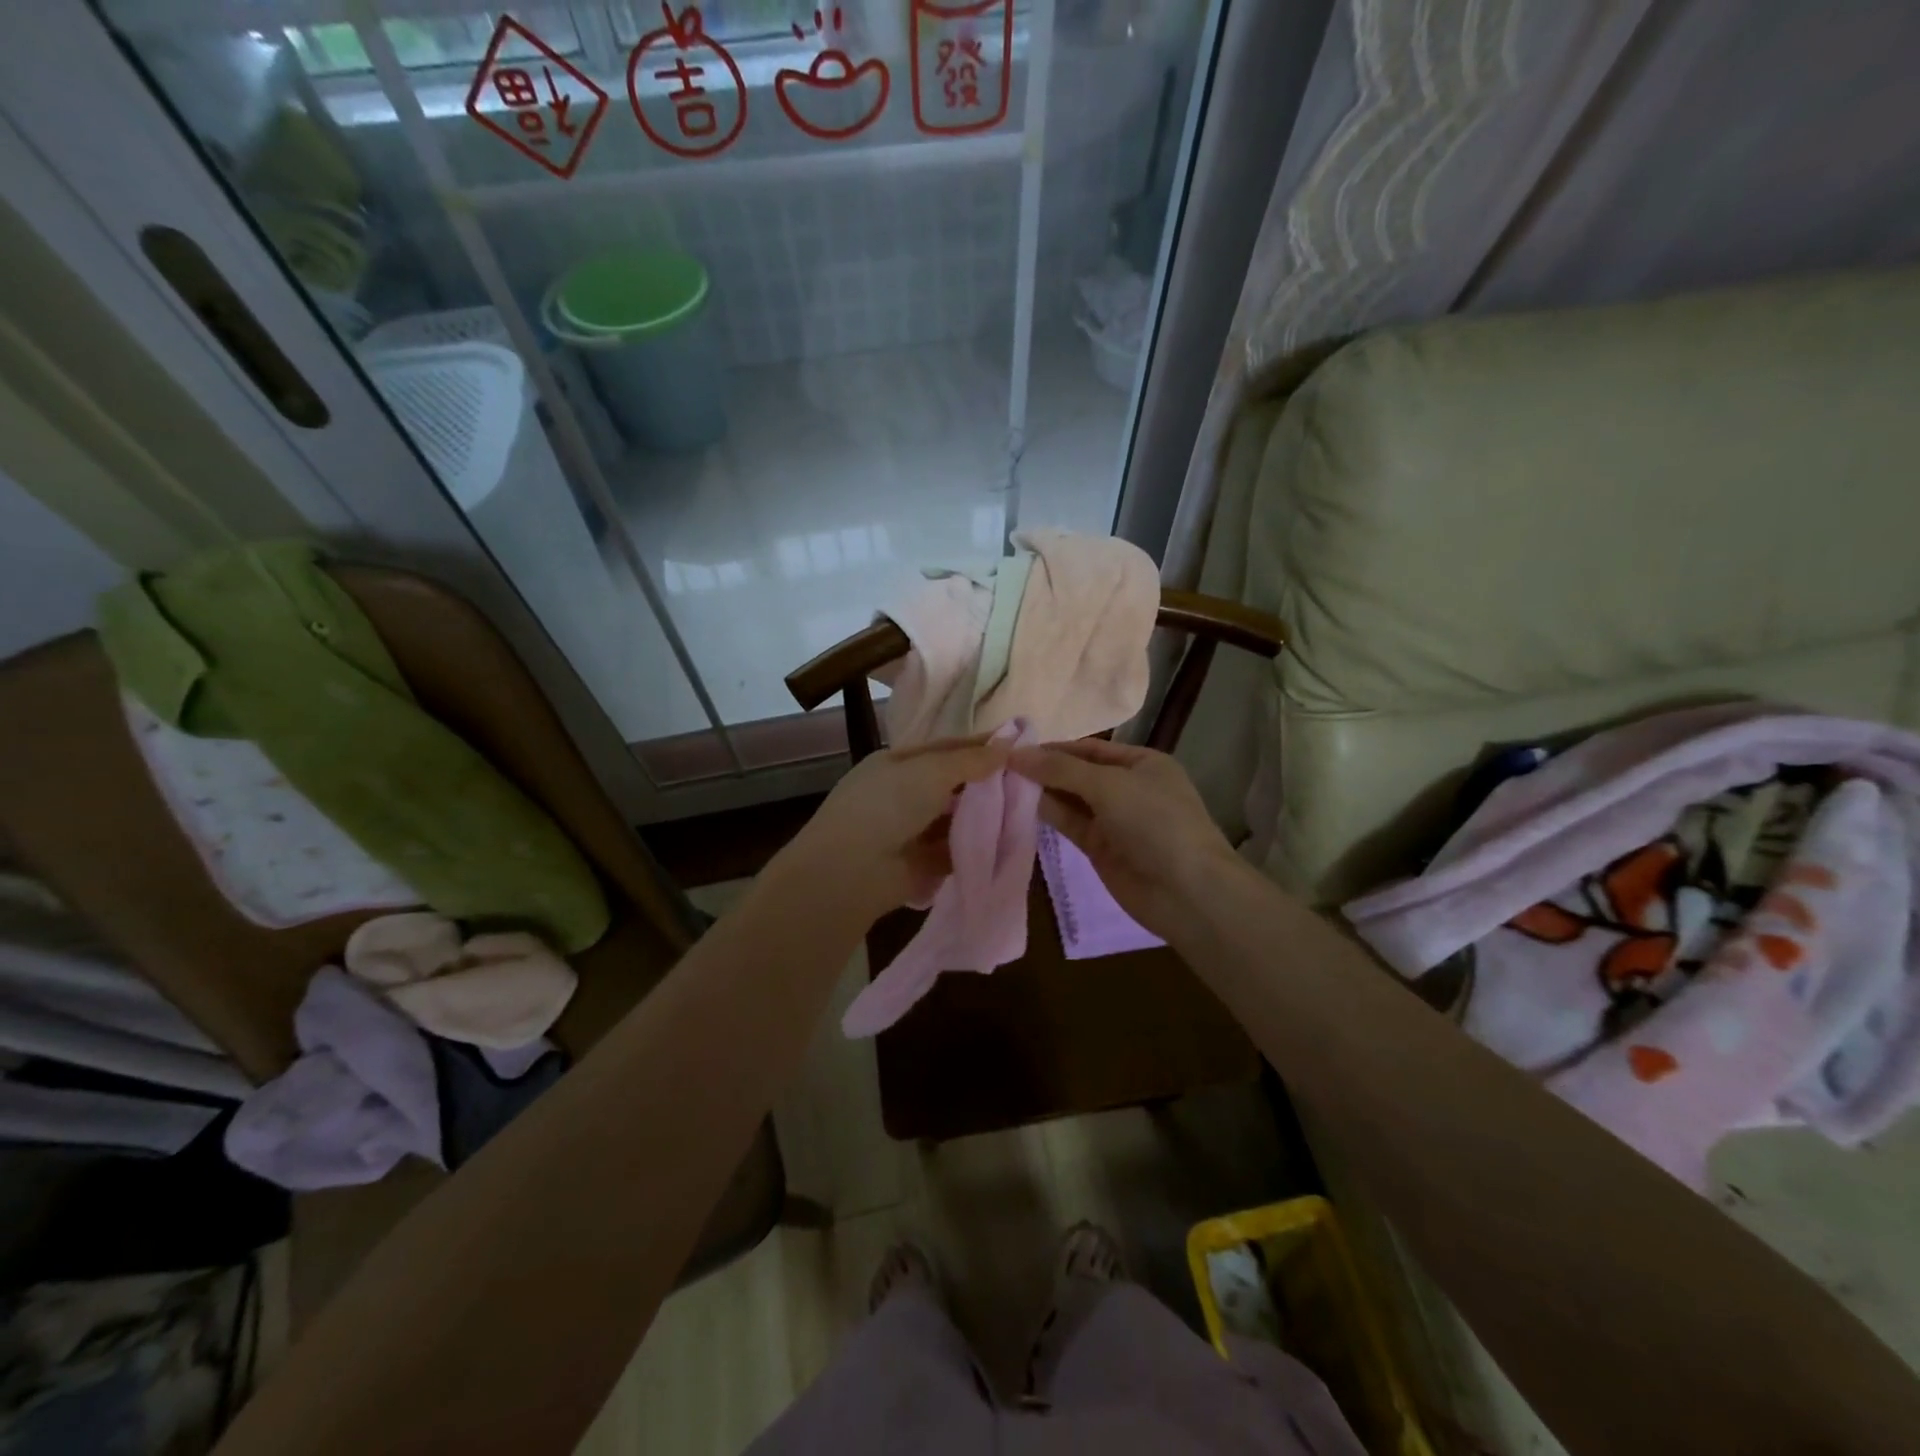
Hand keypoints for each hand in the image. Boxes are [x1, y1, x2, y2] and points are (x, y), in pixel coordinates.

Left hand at [771, 736, 1011, 922]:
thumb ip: (971, 760)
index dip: (981, 747)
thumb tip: (1006, 746)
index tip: (1019, 746)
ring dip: (984, 817)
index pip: (947, 749)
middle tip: (1029, 782)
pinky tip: (1006, 843)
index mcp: (898, 763)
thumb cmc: (888, 805)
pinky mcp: (921, 864)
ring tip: (1025, 812)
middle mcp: (903, 794)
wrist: (852, 870)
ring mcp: (910, 831)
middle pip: (953, 784)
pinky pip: (954, 850)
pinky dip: (975, 847)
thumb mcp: (931, 771)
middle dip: (987, 784)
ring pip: (956, 818)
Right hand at [1010, 739, 1238, 940]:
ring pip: (1071, 799)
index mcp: (1142, 763)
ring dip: (1041, 790)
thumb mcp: (1108, 785)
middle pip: (1078, 772)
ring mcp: (1114, 820)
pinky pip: (1069, 823)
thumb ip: (1060, 769)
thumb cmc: (1155, 822)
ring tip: (1001, 781)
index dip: (1054, 748)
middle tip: (999, 764)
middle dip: (1044, 768)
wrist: (1186, 891)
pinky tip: (1020, 804)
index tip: (1014, 747)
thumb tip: (1015, 754)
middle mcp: (1128, 787)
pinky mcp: (1100, 848)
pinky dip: (1047, 813)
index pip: (1089, 749)